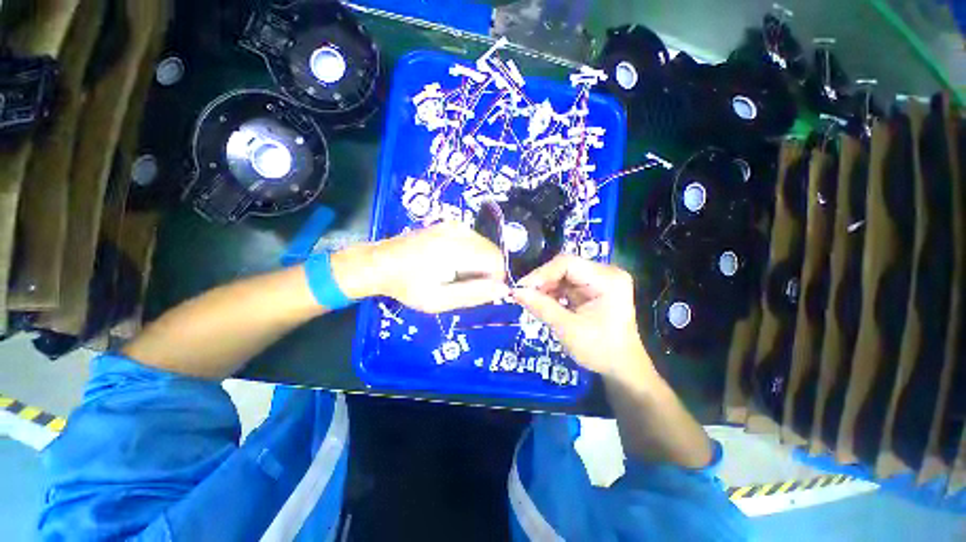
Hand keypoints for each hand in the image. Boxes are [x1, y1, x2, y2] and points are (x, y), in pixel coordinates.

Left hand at [334, 222, 509, 312]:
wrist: (381, 263)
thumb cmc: (408, 286)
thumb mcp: (439, 300)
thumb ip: (474, 294)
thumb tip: (504, 288)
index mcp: (455, 250)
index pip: (496, 262)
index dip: (495, 279)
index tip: (482, 292)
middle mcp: (459, 232)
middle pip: (493, 252)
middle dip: (488, 271)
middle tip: (467, 286)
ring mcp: (454, 225)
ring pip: (485, 246)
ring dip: (481, 264)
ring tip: (458, 276)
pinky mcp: (451, 225)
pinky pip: (475, 241)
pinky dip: (473, 255)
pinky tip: (454, 264)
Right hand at [511, 255, 653, 384]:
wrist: (622, 367)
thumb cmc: (600, 350)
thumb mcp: (568, 329)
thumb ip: (541, 307)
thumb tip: (515, 292)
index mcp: (607, 280)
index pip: (567, 263)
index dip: (541, 273)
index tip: (521, 289)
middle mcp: (605, 273)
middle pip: (564, 267)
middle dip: (542, 281)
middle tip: (522, 296)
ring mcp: (599, 280)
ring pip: (562, 275)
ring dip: (545, 288)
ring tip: (531, 301)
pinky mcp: (592, 288)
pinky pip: (566, 284)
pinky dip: (552, 293)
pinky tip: (543, 303)